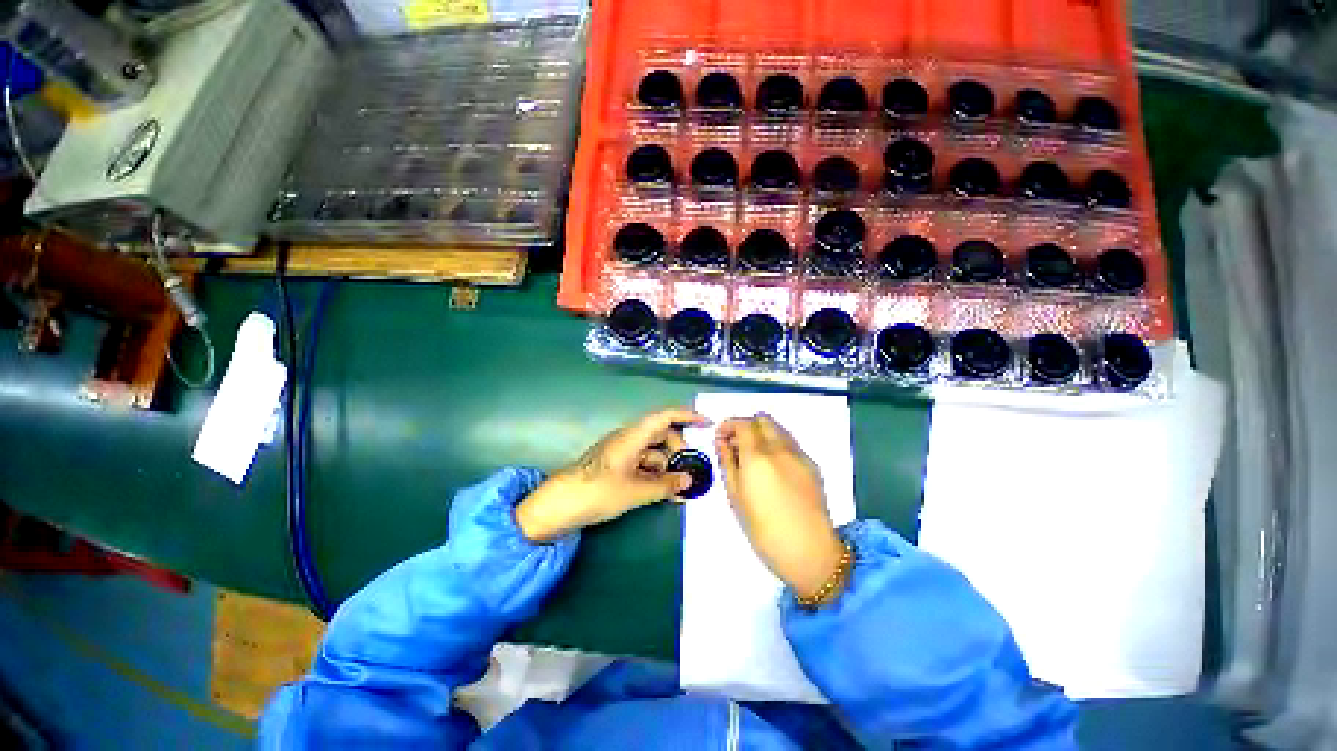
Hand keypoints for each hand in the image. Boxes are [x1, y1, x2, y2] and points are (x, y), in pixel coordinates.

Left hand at [516, 407, 708, 541]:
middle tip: (691, 468)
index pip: (665, 417)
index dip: (687, 416)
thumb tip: (688, 481)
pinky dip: (654, 473)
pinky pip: (642, 462)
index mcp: (633, 436)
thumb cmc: (598, 492)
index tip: (706, 423)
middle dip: (679, 449)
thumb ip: (665, 485)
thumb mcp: (636, 491)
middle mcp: (628, 438)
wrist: (558, 505)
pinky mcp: (615, 464)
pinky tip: (662, 490)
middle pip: (661, 434)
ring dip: (667, 465)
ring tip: (679, 486)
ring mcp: (621, 451)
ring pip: (652, 451)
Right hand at [716, 414, 845, 599]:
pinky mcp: (812, 464)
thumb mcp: (735, 496)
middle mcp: (780, 448)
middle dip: (746, 425)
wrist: (809, 551)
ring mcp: (799, 454)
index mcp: (758, 456)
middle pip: (762, 419)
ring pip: (778, 428)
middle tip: (737, 445)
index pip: (742, 423)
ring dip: (762, 433)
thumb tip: (722, 441)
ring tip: (754, 457)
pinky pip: (790, 443)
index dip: (728, 425)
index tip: (721, 437)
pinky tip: (773, 468)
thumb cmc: (763, 529)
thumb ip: (727, 462)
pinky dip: (777, 444)